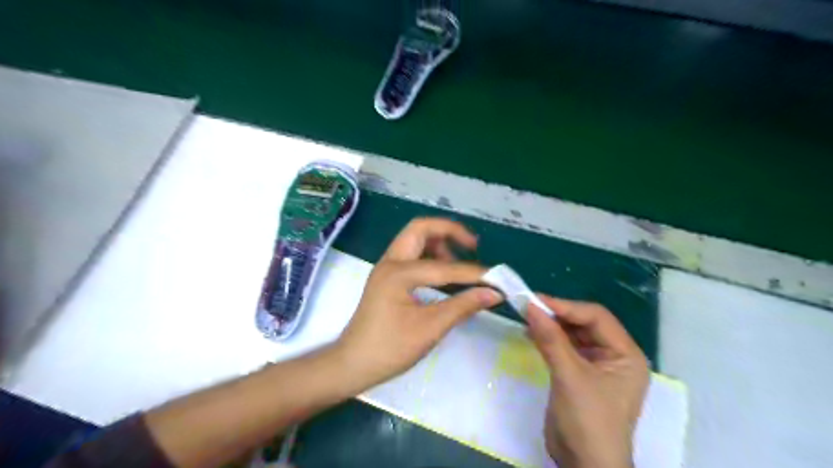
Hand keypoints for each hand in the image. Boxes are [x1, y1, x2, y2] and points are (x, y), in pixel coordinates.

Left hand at [335, 218, 503, 389]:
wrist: (353, 364)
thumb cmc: (389, 349)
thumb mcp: (430, 328)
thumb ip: (463, 306)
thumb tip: (494, 293)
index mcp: (398, 273)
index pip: (444, 267)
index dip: (473, 273)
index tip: (497, 279)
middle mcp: (390, 261)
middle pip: (421, 228)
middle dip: (449, 231)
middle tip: (472, 246)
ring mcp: (386, 267)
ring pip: (414, 239)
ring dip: (438, 242)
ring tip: (459, 262)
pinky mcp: (387, 277)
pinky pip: (411, 254)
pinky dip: (430, 255)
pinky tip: (443, 275)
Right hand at [526, 297, 649, 466]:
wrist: (584, 466)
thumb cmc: (588, 421)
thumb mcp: (570, 377)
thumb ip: (551, 339)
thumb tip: (531, 306)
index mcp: (626, 354)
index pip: (596, 317)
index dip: (566, 306)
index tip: (536, 300)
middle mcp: (615, 356)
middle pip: (585, 324)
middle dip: (558, 315)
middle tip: (529, 307)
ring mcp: (597, 366)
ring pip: (573, 334)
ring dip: (551, 326)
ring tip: (527, 318)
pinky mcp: (580, 375)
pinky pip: (565, 348)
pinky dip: (549, 339)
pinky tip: (532, 333)